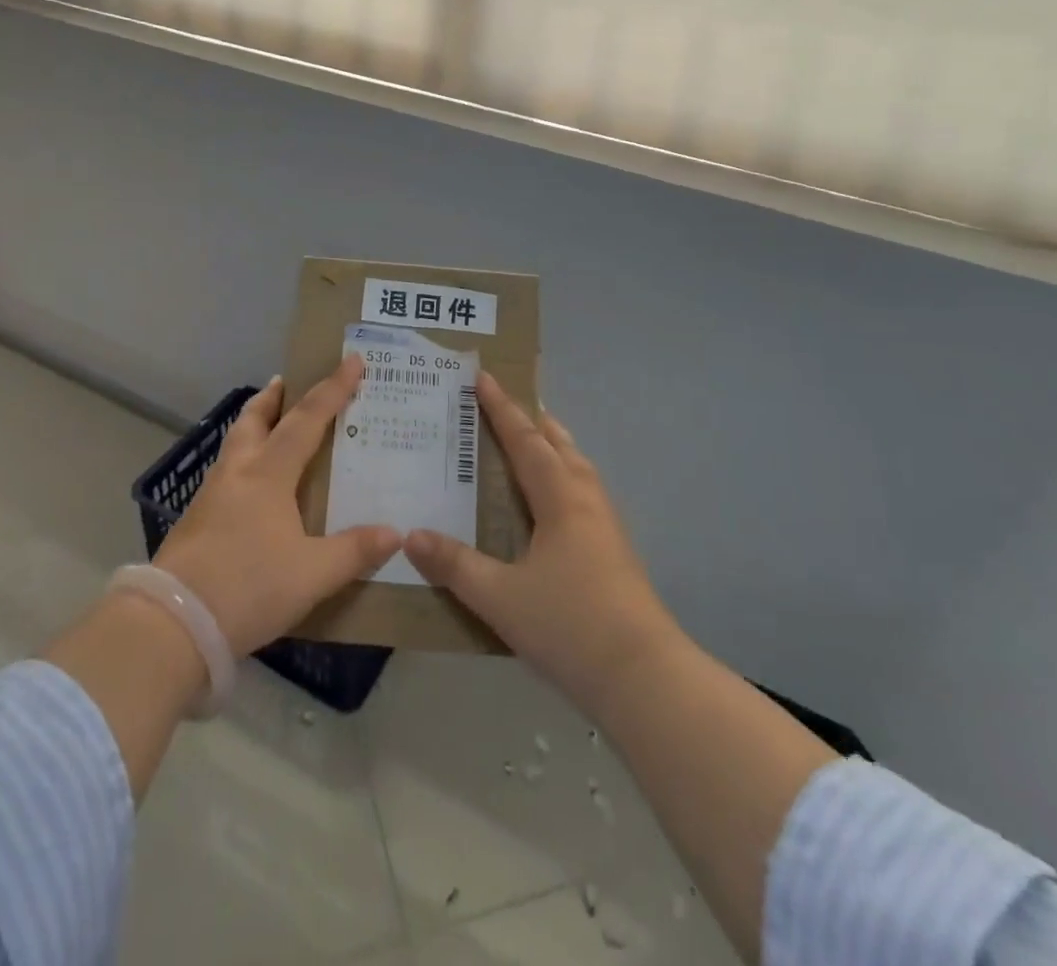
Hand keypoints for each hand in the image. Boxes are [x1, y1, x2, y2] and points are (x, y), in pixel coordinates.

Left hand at [154, 355, 401, 655]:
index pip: (307, 420)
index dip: (333, 389)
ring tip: (269, 426)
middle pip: (253, 420)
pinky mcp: (194, 520)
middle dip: (273, 398)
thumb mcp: (312, 574)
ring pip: (234, 444)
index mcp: (269, 474)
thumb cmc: (248, 587)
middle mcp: (237, 472)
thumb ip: (354, 551)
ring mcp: (210, 495)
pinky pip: (225, 473)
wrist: (173, 623)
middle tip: (285, 382)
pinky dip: (242, 460)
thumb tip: (395, 533)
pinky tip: (249, 486)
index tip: (352, 360)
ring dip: (253, 425)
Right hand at [405, 373, 671, 712]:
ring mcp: (607, 527)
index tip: (484, 377)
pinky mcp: (616, 553)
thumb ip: (454, 565)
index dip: (502, 409)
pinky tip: (554, 505)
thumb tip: (411, 535)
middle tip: (509, 404)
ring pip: (578, 469)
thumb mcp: (499, 597)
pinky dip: (564, 477)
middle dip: (533, 421)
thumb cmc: (569, 626)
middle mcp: (586, 501)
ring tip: (534, 443)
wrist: (645, 678)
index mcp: (560, 499)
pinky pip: (584, 494)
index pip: (524, 441)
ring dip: (554, 448)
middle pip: (560, 446)